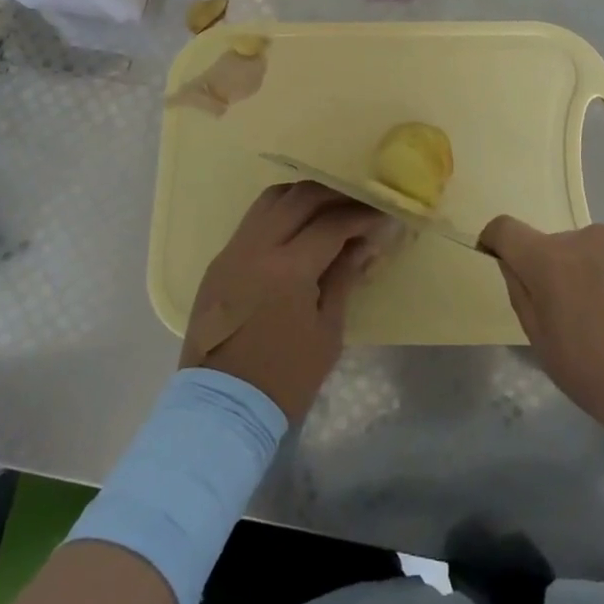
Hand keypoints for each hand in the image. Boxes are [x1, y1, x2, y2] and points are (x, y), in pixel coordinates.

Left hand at [181, 182, 387, 421]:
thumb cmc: (285, 377)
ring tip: (330, 209)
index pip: (332, 223)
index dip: (361, 216)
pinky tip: (298, 226)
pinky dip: (281, 211)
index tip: (382, 215)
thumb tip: (364, 243)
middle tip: (360, 205)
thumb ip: (344, 278)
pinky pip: (254, 218)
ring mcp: (234, 250)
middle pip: (301, 197)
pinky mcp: (220, 259)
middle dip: (336, 196)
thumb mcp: (327, 332)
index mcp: (288, 269)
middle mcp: (257, 247)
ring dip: (305, 196)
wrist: (222, 407)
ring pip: (273, 198)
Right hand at [478, 217, 603, 455]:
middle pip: (558, 249)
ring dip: (599, 279)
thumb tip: (514, 269)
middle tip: (582, 327)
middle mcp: (587, 237)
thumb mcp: (552, 355)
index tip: (498, 261)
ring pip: (599, 255)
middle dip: (559, 278)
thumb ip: (524, 302)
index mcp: (551, 261)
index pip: (506, 229)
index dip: (495, 241)